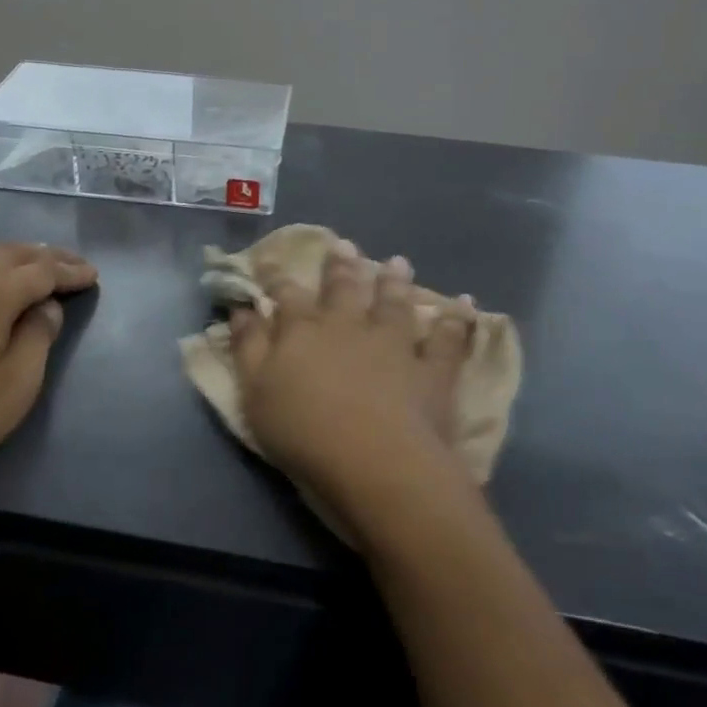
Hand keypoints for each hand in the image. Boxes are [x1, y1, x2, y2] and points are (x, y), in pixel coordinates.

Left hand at [0, 243, 96, 520]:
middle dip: (46, 255)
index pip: (41, 271)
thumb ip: (38, 338)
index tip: (93, 276)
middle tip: (73, 263)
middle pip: (10, 254)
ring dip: (16, 260)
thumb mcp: (17, 384)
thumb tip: (46, 307)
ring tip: (38, 268)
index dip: (70, 272)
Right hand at [228, 241, 478, 537]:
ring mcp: (394, 344)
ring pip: (394, 304)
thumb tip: (241, 309)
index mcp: (303, 331)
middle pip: (343, 289)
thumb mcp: (255, 392)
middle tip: (344, 245)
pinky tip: (465, 303)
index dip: (278, 279)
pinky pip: (449, 339)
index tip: (273, 262)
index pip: (287, 296)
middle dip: (340, 267)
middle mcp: (349, 327)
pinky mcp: (432, 370)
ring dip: (394, 282)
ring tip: (397, 262)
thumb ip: (248, 347)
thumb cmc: (303, 431)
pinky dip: (457, 320)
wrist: (374, 460)